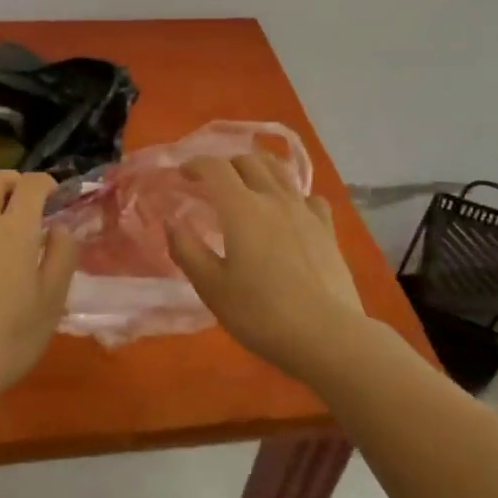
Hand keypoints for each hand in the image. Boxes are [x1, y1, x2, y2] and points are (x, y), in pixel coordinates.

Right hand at [165, 155, 367, 387]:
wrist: (327, 336)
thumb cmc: (260, 314)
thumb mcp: (211, 287)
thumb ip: (187, 250)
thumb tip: (171, 222)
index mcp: (241, 208)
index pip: (215, 167)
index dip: (196, 164)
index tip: (182, 174)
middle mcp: (273, 198)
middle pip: (249, 161)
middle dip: (226, 164)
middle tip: (213, 182)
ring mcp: (304, 211)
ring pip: (280, 171)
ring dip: (259, 169)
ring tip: (248, 184)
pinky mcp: (327, 229)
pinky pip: (308, 197)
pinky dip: (293, 195)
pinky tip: (290, 211)